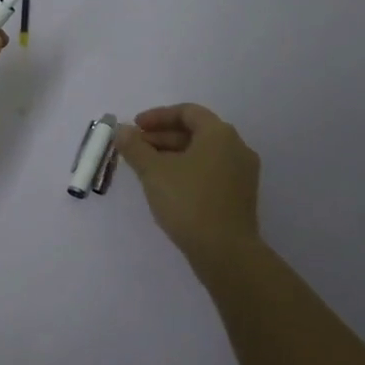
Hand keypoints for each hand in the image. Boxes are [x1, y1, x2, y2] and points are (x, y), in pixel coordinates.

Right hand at [114, 103, 263, 267]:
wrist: (226, 252)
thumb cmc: (188, 202)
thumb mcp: (154, 172)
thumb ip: (135, 147)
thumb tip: (121, 130)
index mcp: (219, 134)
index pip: (187, 112)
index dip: (158, 116)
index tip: (135, 127)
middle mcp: (236, 147)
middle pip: (196, 132)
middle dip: (162, 137)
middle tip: (136, 148)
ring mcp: (242, 173)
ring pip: (203, 154)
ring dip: (173, 155)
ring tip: (147, 169)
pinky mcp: (241, 196)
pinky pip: (211, 171)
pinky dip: (188, 171)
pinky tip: (168, 187)